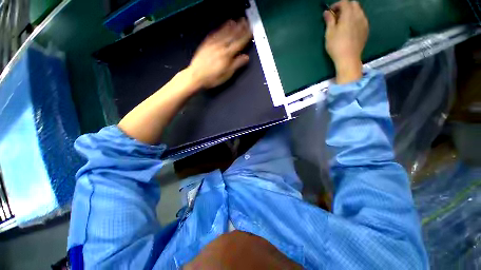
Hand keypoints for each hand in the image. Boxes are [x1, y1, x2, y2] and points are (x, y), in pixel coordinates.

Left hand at [186, 18, 252, 88]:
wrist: (196, 76)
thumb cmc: (212, 78)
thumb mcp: (227, 74)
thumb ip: (236, 65)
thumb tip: (245, 58)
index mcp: (227, 55)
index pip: (239, 43)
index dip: (246, 37)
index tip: (250, 31)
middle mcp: (220, 47)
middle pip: (232, 36)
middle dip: (240, 29)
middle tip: (245, 22)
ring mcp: (212, 44)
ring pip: (223, 33)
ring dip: (230, 27)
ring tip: (236, 21)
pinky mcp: (206, 44)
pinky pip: (214, 34)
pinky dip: (219, 29)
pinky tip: (222, 27)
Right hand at [324, 0, 368, 83]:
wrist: (348, 58)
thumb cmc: (336, 46)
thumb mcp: (329, 33)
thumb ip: (329, 20)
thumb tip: (327, 12)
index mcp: (348, 14)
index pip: (344, 2)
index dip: (336, 5)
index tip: (330, 12)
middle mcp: (358, 15)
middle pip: (353, 4)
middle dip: (345, 7)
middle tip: (337, 16)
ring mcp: (364, 22)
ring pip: (359, 11)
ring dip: (351, 13)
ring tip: (343, 22)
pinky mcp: (366, 29)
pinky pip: (362, 19)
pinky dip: (356, 19)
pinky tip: (350, 28)